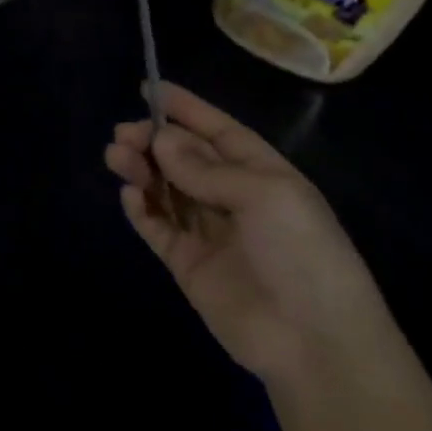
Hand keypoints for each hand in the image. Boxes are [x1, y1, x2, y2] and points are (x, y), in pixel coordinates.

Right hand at [105, 82, 389, 382]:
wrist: (314, 342)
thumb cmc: (301, 253)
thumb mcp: (263, 195)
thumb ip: (206, 168)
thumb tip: (160, 141)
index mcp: (262, 174)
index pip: (217, 132)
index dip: (185, 109)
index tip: (149, 88)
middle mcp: (233, 198)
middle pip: (184, 159)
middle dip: (154, 141)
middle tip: (123, 134)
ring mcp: (208, 232)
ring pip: (165, 189)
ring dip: (142, 170)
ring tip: (117, 156)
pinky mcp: (187, 264)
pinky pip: (157, 228)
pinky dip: (141, 210)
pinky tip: (131, 197)